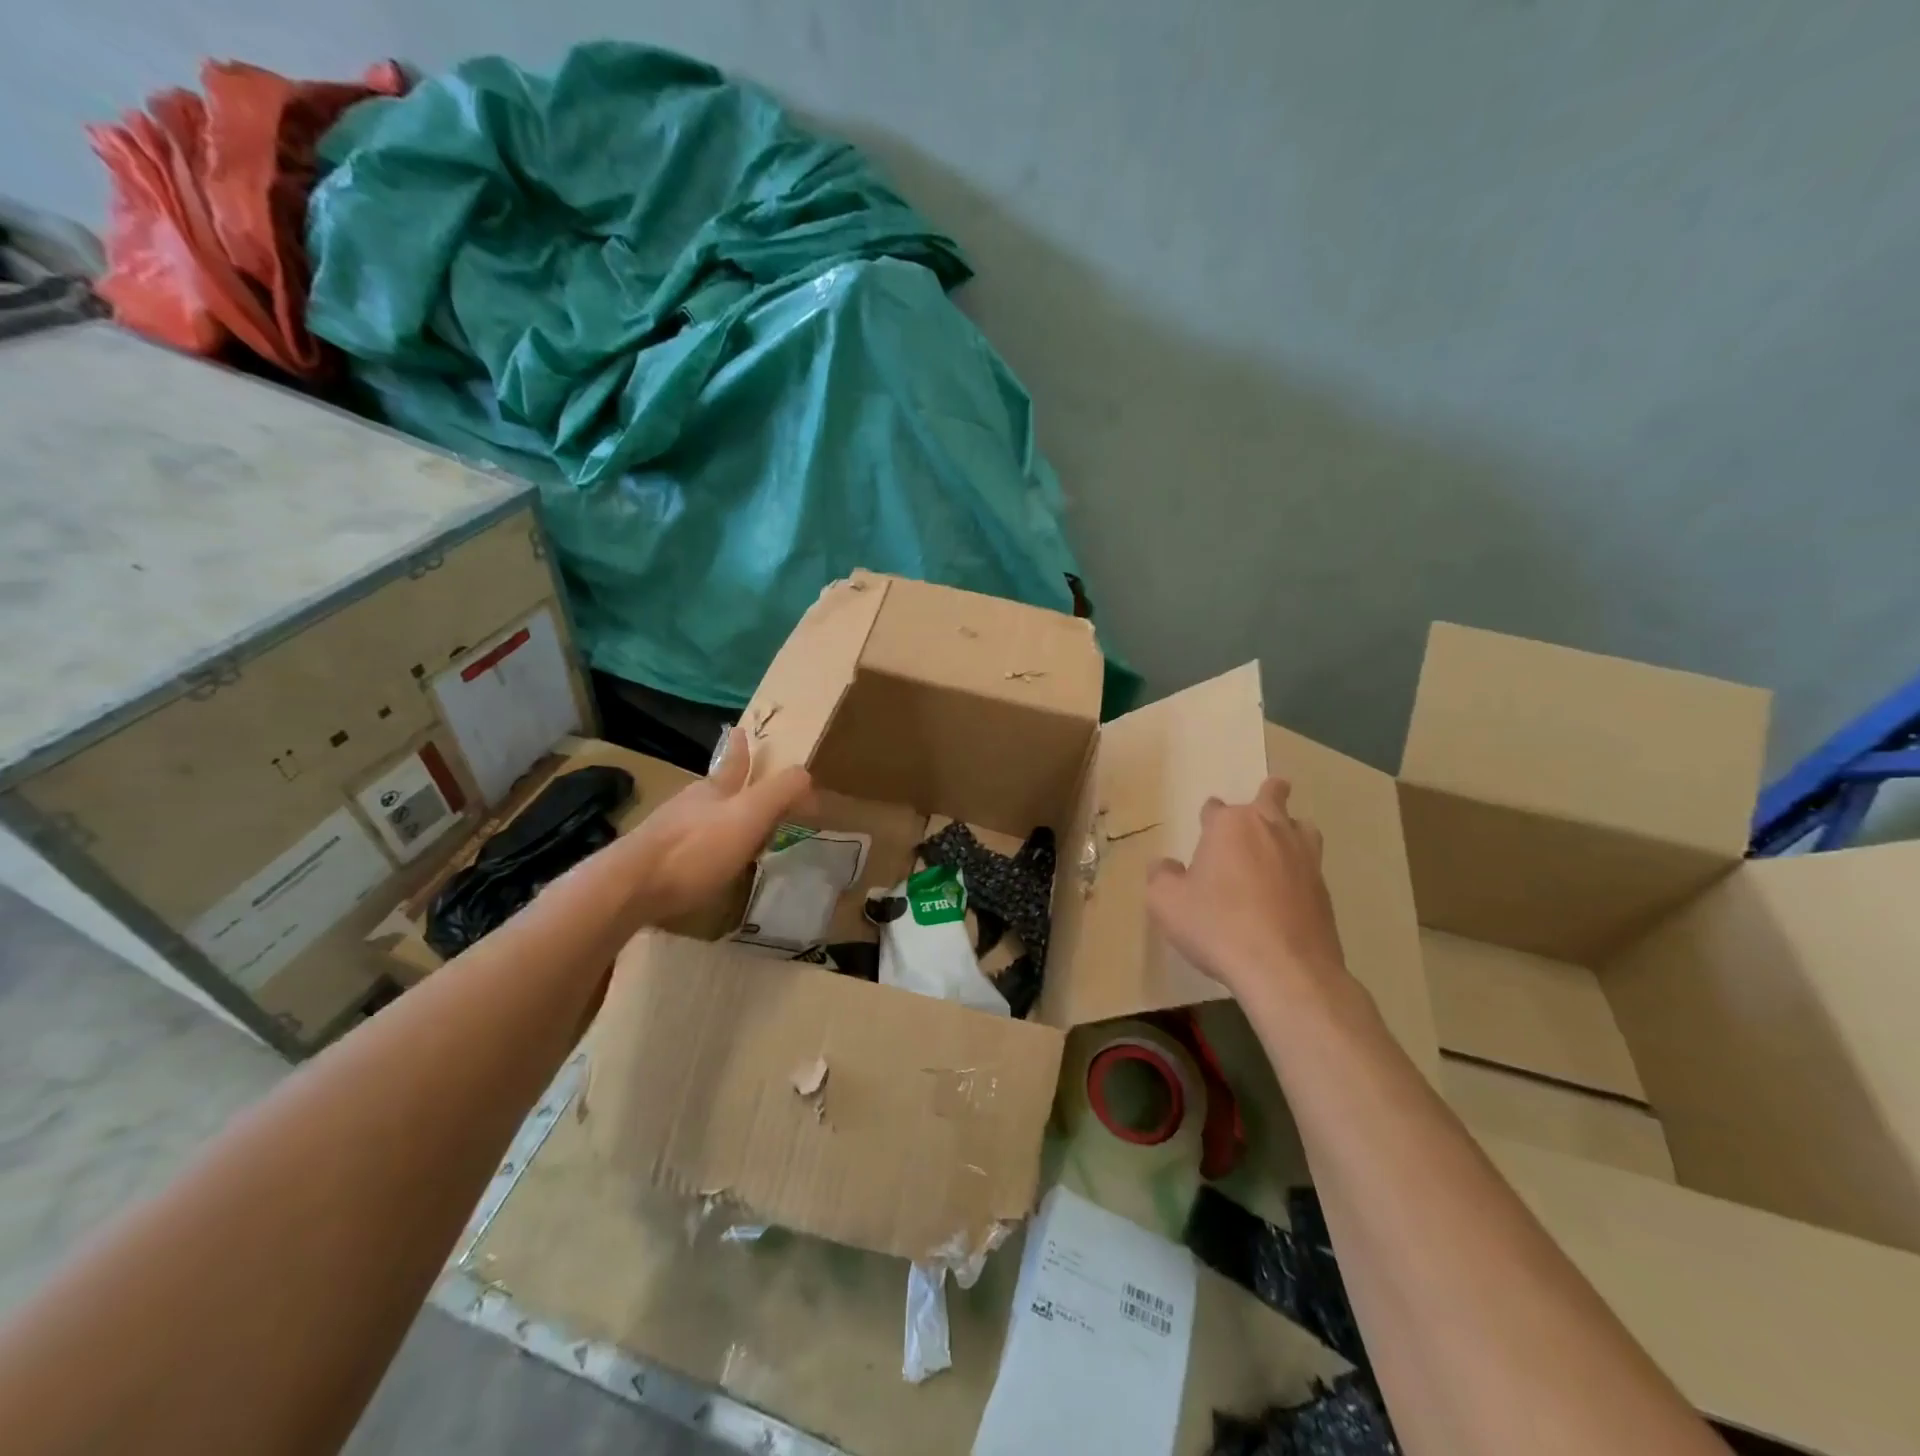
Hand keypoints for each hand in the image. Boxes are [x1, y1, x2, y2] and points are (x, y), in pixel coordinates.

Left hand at [624, 727, 811, 921]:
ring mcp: (666, 832)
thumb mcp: (749, 816)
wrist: (630, 886)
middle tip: (740, 782)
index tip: (738, 730)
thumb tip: (805, 772)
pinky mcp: (653, 862)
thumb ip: (779, 793)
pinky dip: (700, 848)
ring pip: (697, 817)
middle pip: (712, 789)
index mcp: (714, 790)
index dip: (740, 749)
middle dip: (728, 784)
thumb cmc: (697, 847)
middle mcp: (688, 805)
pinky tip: (704, 864)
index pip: (732, 763)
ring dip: (714, 818)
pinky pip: (685, 848)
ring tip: (729, 827)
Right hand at [1146, 778, 1347, 1011]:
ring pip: (1301, 826)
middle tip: (1260, 805)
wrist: (1285, 969)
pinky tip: (1288, 888)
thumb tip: (1165, 865)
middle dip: (1267, 794)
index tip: (1204, 830)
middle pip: (1273, 795)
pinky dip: (1299, 868)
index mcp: (1230, 825)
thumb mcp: (1166, 903)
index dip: (1208, 817)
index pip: (1215, 807)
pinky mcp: (1324, 888)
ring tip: (1280, 844)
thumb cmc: (1217, 926)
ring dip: (1290, 828)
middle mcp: (1270, 829)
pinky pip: (1311, 864)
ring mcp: (1304, 857)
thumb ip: (1161, 877)